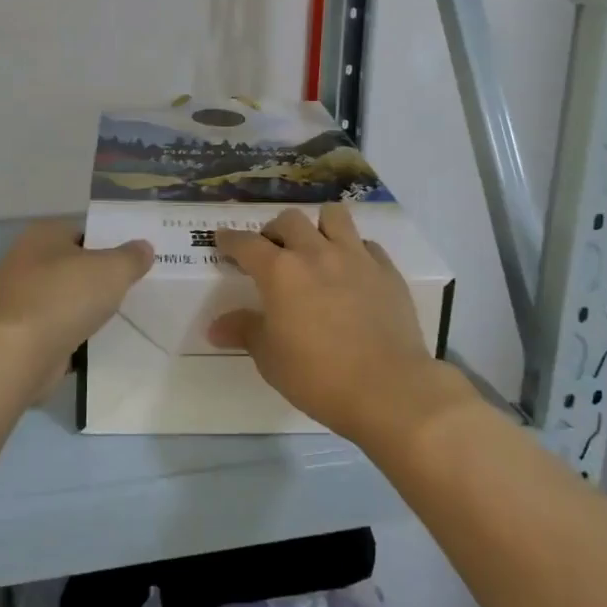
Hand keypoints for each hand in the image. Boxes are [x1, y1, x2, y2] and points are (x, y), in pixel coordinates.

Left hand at [0, 219, 151, 394]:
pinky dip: (70, 329)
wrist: (21, 354)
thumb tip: (143, 248)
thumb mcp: (113, 270)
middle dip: (97, 277)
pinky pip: (53, 323)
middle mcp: (24, 259)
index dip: (108, 245)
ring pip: (63, 295)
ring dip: (83, 306)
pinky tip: (92, 340)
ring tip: (114, 316)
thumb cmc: (66, 298)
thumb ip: (132, 256)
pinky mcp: (18, 329)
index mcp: (42, 234)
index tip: (130, 264)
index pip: (82, 232)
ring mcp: (17, 296)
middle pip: (72, 264)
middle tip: (127, 289)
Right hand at [211, 204, 448, 443]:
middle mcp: (316, 253)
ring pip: (334, 216)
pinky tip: (353, 273)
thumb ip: (245, 332)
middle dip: (275, 231)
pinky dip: (354, 251)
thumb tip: (216, 327)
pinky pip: (367, 245)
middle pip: (289, 220)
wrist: (390, 390)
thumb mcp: (270, 359)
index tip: (223, 240)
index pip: (246, 243)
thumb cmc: (319, 376)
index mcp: (280, 272)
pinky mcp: (387, 271)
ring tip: (316, 248)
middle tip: (273, 253)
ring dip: (318, 226)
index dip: (230, 239)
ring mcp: (355, 258)